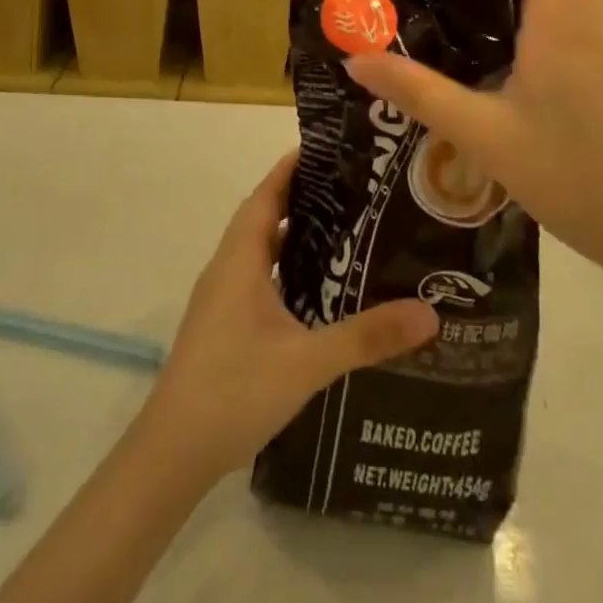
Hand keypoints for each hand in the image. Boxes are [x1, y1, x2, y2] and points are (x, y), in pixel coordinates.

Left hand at [139, 150, 438, 480]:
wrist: (173, 452)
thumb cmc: (234, 389)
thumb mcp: (308, 361)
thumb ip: (366, 336)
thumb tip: (429, 312)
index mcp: (240, 258)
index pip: (267, 193)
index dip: (294, 167)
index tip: (332, 149)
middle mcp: (229, 268)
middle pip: (265, 215)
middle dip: (305, 197)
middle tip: (355, 188)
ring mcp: (223, 298)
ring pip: (262, 250)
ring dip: (296, 234)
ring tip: (346, 230)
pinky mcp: (225, 325)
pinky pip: (260, 278)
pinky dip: (288, 268)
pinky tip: (320, 290)